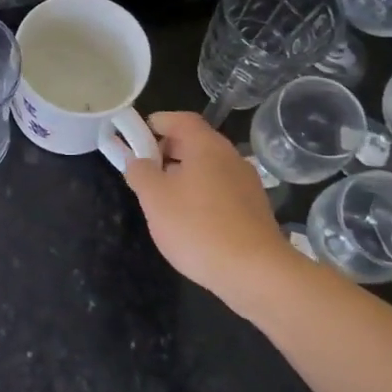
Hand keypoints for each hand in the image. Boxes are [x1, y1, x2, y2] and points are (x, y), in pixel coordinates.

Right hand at [123, 111, 286, 297]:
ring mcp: (246, 183)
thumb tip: (137, 160)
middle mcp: (230, 157)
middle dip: (166, 151)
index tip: (135, 138)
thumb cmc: (198, 227)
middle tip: (144, 171)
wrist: (255, 272)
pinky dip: (201, 195)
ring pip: (208, 168)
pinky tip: (190, 222)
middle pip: (194, 142)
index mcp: (206, 146)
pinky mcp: (254, 209)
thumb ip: (140, 172)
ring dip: (183, 175)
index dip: (156, 123)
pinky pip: (220, 190)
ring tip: (163, 200)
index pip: (180, 119)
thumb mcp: (154, 198)